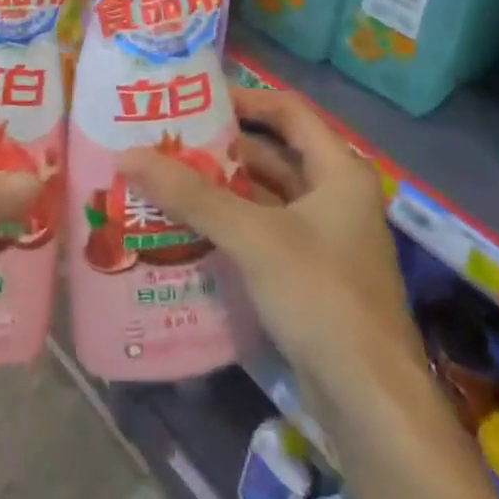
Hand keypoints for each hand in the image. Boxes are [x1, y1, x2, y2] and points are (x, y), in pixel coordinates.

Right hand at [116, 83, 417, 382]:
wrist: (370, 400)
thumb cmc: (321, 296)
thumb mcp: (253, 237)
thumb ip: (192, 195)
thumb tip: (128, 155)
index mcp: (339, 172)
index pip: (288, 112)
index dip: (243, 98)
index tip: (194, 99)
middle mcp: (335, 197)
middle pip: (271, 155)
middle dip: (219, 150)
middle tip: (164, 143)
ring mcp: (323, 239)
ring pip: (264, 198)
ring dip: (220, 191)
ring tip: (163, 181)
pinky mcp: (309, 275)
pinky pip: (262, 234)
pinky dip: (228, 226)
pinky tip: (185, 229)